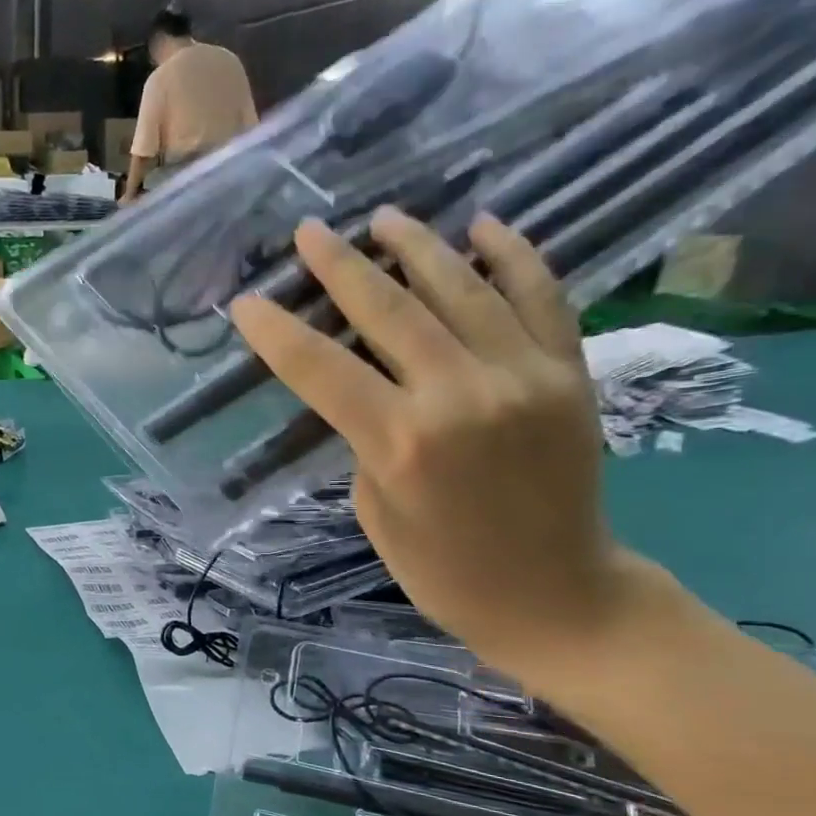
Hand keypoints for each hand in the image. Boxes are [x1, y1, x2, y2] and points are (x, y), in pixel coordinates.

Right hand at [232, 209, 663, 680]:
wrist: (558, 597)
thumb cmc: (443, 572)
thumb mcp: (375, 511)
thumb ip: (366, 438)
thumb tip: (367, 385)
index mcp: (400, 443)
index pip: (320, 368)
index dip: (275, 331)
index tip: (246, 302)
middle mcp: (460, 395)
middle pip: (387, 310)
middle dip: (338, 266)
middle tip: (309, 232)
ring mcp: (524, 376)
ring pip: (461, 288)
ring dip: (416, 247)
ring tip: (383, 218)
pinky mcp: (569, 373)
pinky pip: (541, 297)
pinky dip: (513, 256)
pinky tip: (484, 226)